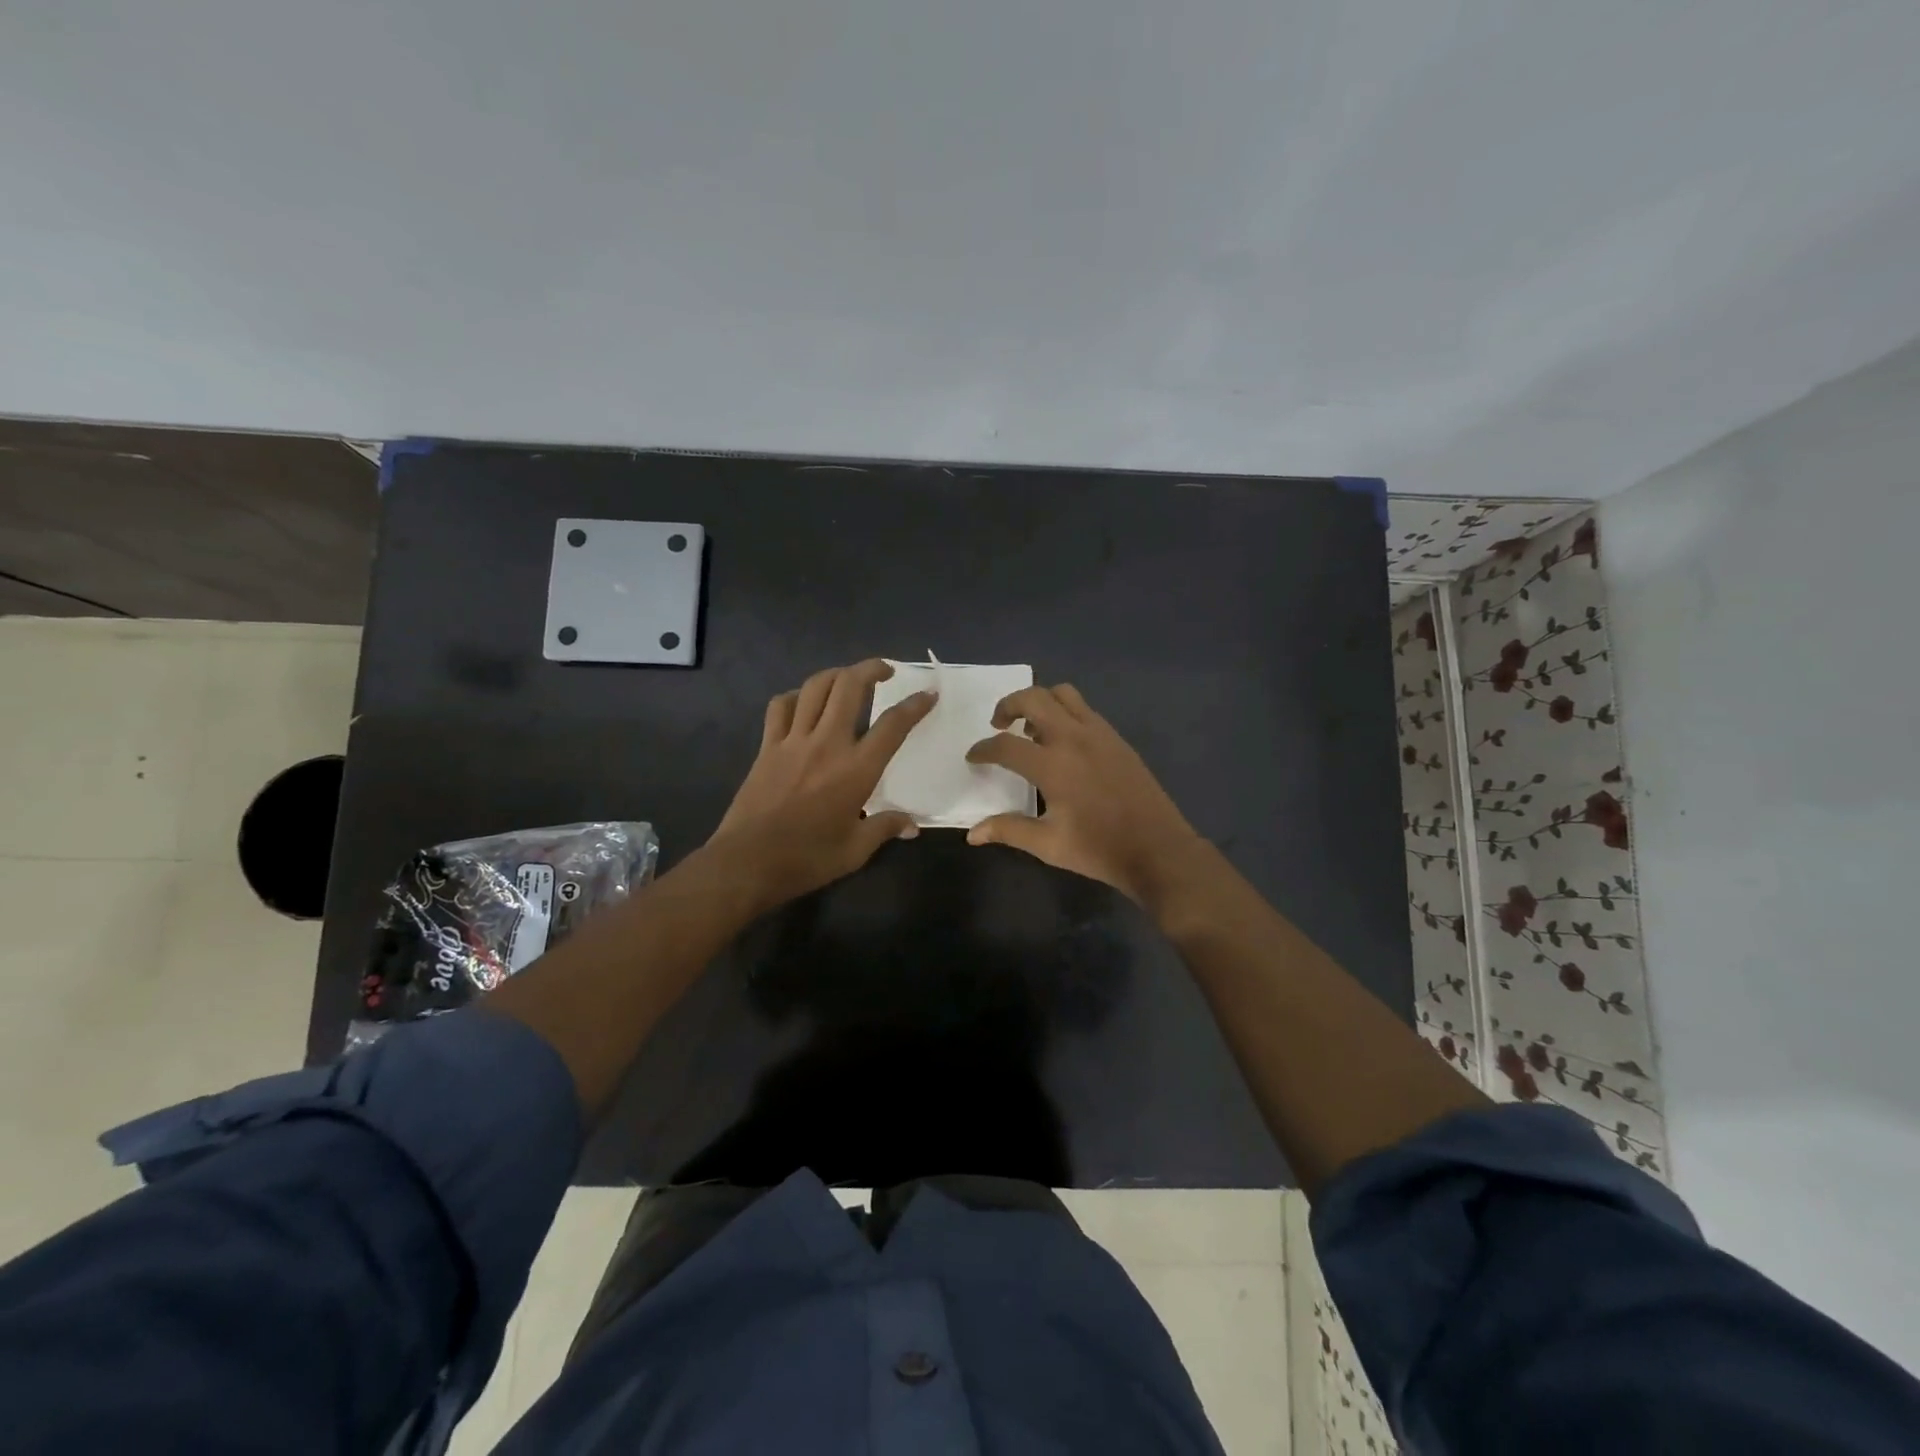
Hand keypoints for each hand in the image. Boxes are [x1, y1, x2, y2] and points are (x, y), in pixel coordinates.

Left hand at [706, 659, 936, 912]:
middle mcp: (827, 743)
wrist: (747, 862)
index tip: (928, 694)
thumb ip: (885, 828)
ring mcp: (793, 741)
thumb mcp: (855, 850)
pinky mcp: (767, 747)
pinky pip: (781, 706)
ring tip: (848, 678)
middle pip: (850, 686)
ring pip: (815, 687)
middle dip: (871, 668)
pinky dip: (796, 696)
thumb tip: (911, 826)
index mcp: (856, 769)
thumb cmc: (807, 859)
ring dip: (836, 674)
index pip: (893, 725)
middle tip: (885, 670)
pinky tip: (803, 703)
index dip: (915, 705)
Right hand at [964, 683, 1207, 906]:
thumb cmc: (1099, 849)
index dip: (983, 749)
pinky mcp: (1116, 738)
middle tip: (999, 725)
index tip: (974, 757)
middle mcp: (1074, 738)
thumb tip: (973, 833)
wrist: (1157, 849)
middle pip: (1033, 698)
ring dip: (1040, 702)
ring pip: (1063, 694)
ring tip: (1031, 729)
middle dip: (1008, 705)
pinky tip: (1062, 742)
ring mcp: (1099, 733)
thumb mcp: (1049, 845)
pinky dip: (1064, 712)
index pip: (1006, 745)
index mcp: (1053, 765)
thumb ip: (1009, 830)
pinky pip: (1084, 709)